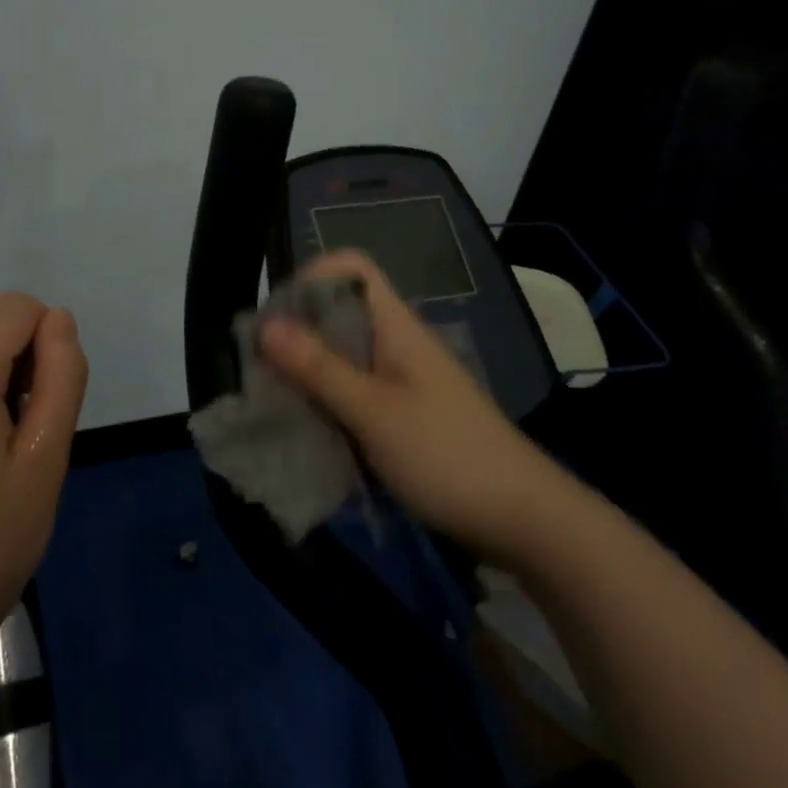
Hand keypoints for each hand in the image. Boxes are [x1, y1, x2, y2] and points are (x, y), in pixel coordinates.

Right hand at [260, 250, 546, 557]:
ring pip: (342, 356)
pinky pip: (353, 392)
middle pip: (339, 313)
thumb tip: (264, 324)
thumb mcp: (373, 411)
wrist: (524, 519)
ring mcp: (401, 380)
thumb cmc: (446, 454)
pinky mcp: (402, 414)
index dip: (311, 279)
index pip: (350, 269)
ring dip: (308, 373)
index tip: (277, 320)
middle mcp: (396, 342)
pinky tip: (308, 431)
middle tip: (262, 371)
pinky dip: (327, 403)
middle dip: (297, 334)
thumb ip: (319, 368)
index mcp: (395, 325)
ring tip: (276, 404)